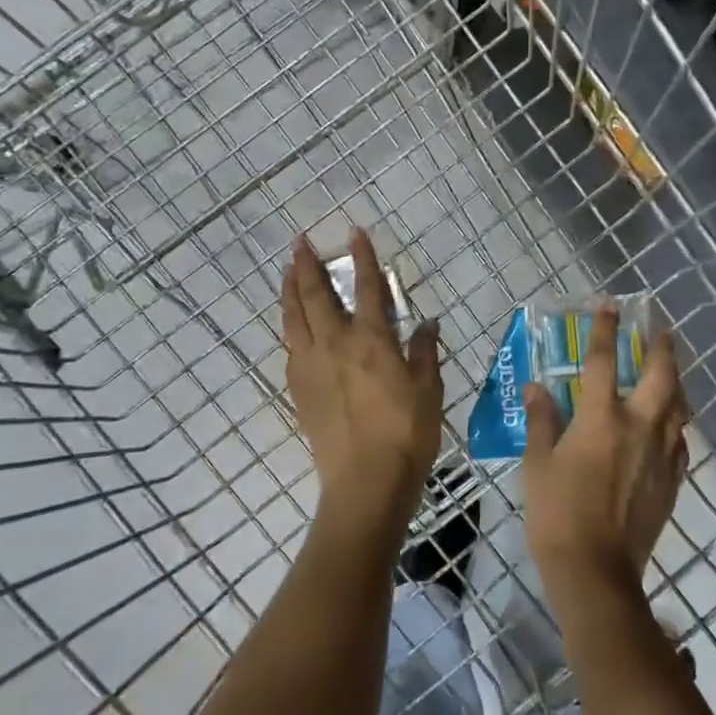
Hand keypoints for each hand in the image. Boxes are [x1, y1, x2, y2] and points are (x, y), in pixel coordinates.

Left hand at [281, 230, 442, 550]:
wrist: (365, 482)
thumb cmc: (406, 434)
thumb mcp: (429, 390)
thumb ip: (424, 352)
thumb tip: (425, 323)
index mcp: (372, 340)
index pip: (367, 287)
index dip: (362, 257)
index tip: (354, 232)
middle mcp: (335, 345)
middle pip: (315, 296)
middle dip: (307, 265)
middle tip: (299, 243)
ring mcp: (311, 367)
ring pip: (294, 318)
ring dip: (289, 291)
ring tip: (286, 273)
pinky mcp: (299, 390)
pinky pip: (290, 347)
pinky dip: (290, 327)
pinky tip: (292, 326)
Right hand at [522, 305, 689, 594]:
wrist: (596, 570)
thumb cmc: (557, 513)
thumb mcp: (537, 463)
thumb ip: (542, 421)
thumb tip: (537, 388)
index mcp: (600, 418)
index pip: (602, 362)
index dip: (605, 331)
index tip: (610, 307)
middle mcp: (639, 427)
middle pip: (660, 376)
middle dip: (662, 348)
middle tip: (661, 331)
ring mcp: (661, 454)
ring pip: (679, 406)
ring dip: (676, 382)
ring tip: (671, 370)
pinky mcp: (672, 480)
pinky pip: (680, 441)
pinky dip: (677, 424)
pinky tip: (671, 425)